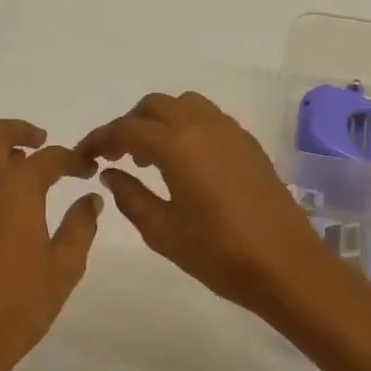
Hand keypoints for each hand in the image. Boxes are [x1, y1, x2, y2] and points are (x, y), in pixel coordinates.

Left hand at [0, 119, 103, 370]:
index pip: (49, 158)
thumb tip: (90, 199)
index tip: (87, 170)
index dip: (72, 159)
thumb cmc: (22, 302)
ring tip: (4, 170)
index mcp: (17, 188)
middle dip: (18, 131)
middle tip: (39, 144)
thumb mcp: (65, 265)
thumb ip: (81, 225)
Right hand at [78, 92, 339, 322]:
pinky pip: (207, 118)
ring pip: (183, 105)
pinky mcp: (248, 144)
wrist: (286, 266)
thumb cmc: (219, 253)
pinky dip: (185, 126)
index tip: (84, 155)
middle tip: (115, 156)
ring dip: (159, 120)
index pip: (126, 129)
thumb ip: (130, 197)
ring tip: (149, 156)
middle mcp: (203, 126)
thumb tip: (111, 173)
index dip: (100, 139)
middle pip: (154, 106)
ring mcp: (230, 132)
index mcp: (177, 145)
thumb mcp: (162, 231)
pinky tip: (183, 161)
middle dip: (128, 125)